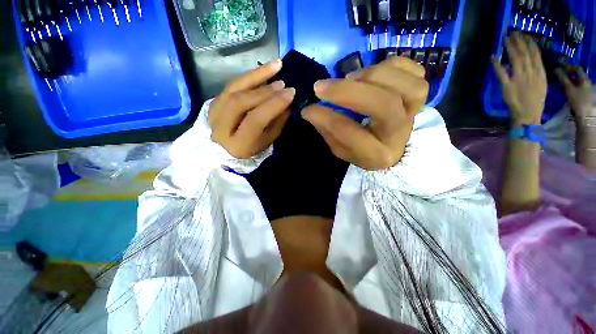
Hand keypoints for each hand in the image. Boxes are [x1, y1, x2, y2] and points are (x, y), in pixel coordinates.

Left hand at [209, 59, 294, 158]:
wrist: (222, 150)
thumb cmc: (250, 149)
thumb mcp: (267, 142)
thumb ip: (276, 123)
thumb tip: (288, 103)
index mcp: (238, 144)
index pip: (255, 120)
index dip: (273, 105)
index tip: (291, 93)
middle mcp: (221, 128)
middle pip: (241, 102)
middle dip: (265, 90)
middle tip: (283, 83)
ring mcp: (214, 112)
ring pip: (234, 88)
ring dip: (256, 75)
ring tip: (276, 65)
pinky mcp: (213, 101)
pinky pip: (231, 84)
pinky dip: (248, 76)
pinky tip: (262, 71)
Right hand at [301, 56, 427, 169]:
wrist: (391, 147)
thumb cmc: (361, 149)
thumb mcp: (340, 148)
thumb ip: (327, 130)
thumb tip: (309, 109)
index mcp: (376, 155)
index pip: (350, 134)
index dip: (326, 118)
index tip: (308, 109)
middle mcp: (398, 135)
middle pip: (384, 105)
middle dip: (348, 92)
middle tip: (321, 87)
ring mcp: (414, 114)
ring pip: (407, 86)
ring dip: (373, 75)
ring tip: (350, 78)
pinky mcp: (421, 97)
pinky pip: (416, 72)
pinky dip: (392, 65)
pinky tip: (373, 73)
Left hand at [492, 32, 546, 125]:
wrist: (528, 115)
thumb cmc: (535, 100)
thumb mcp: (542, 83)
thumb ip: (537, 71)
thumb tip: (531, 60)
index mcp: (540, 73)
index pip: (535, 54)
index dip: (529, 43)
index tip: (524, 35)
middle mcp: (530, 73)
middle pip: (525, 54)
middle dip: (519, 41)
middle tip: (512, 32)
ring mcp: (519, 79)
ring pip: (515, 60)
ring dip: (510, 48)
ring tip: (505, 39)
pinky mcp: (508, 86)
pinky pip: (501, 73)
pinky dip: (497, 64)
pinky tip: (493, 57)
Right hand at [556, 66, 594, 119]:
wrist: (585, 115)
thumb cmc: (577, 100)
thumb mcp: (568, 89)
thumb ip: (562, 78)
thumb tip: (556, 69)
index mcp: (584, 79)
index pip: (577, 69)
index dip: (569, 67)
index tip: (561, 68)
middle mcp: (587, 82)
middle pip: (578, 76)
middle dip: (570, 75)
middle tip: (561, 76)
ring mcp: (587, 90)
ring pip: (578, 82)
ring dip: (571, 81)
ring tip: (563, 84)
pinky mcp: (585, 96)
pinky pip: (578, 88)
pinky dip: (573, 87)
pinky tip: (568, 91)